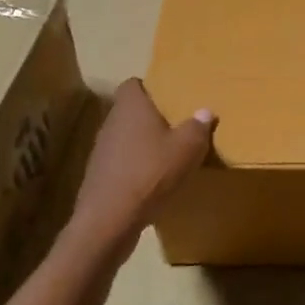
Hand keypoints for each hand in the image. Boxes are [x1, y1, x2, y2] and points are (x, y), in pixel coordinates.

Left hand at [70, 79, 214, 254]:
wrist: (109, 220)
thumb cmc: (150, 173)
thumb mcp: (187, 148)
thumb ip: (197, 127)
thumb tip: (205, 112)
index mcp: (131, 106)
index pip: (133, 84)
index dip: (149, 88)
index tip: (169, 98)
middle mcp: (111, 122)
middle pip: (130, 112)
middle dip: (150, 118)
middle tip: (175, 126)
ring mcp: (101, 151)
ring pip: (125, 138)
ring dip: (142, 145)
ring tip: (166, 156)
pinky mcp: (99, 177)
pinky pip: (121, 163)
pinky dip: (135, 168)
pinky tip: (152, 182)